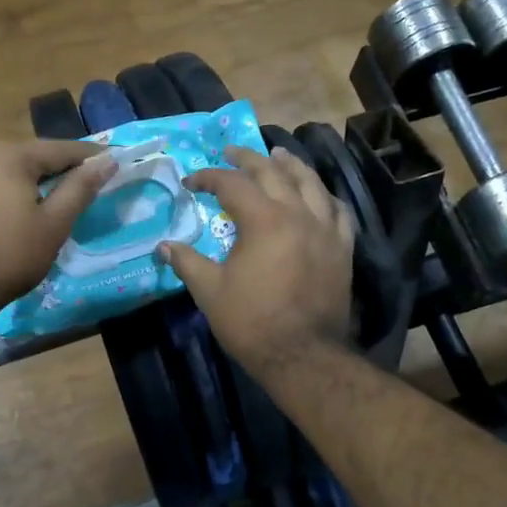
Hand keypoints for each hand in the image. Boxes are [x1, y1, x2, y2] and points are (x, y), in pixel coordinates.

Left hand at [0, 139, 117, 319]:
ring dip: (38, 180)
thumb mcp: (54, 223)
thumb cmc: (10, 254)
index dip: (91, 157)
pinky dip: (14, 190)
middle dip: (63, 168)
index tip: (115, 162)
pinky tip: (25, 209)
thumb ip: (80, 188)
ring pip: (13, 169)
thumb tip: (107, 161)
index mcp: (10, 155)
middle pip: (35, 156)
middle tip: (90, 182)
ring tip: (62, 197)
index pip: (61, 149)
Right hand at [159, 145, 353, 373]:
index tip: (190, 182)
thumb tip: (163, 246)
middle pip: (274, 172)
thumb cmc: (251, 322)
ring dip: (291, 165)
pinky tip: (317, 195)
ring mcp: (326, 229)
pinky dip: (324, 196)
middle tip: (231, 152)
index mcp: (264, 219)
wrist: (302, 355)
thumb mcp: (210, 291)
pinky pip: (337, 210)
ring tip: (279, 155)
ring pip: (311, 183)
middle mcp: (298, 213)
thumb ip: (187, 262)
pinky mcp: (342, 248)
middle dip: (249, 158)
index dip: (208, 177)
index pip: (232, 184)